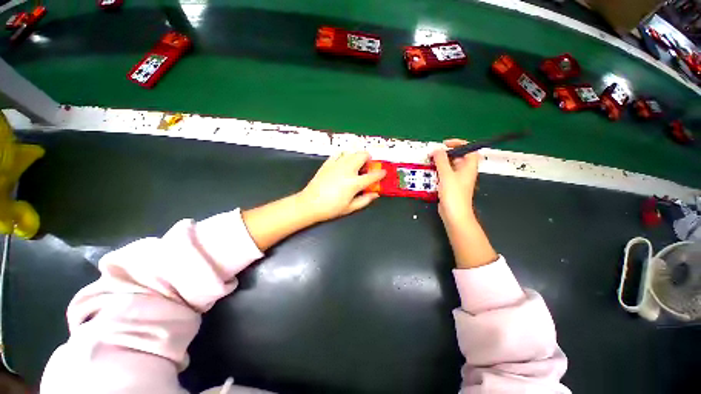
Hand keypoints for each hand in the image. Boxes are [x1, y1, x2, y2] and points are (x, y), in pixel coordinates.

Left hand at [300, 152, 386, 222]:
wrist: (310, 204)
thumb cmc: (331, 208)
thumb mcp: (351, 207)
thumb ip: (365, 200)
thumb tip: (375, 194)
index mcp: (354, 183)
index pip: (372, 175)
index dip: (381, 173)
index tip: (383, 172)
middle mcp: (347, 170)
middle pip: (362, 155)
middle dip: (368, 158)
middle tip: (367, 166)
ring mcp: (337, 165)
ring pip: (351, 152)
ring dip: (357, 156)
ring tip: (356, 165)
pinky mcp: (327, 163)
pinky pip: (338, 154)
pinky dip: (344, 156)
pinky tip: (343, 163)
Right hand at [432, 139, 479, 226]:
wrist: (454, 214)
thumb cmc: (453, 194)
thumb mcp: (446, 175)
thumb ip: (441, 160)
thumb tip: (437, 149)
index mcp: (469, 167)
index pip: (469, 150)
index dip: (459, 143)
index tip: (446, 144)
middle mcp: (465, 172)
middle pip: (458, 157)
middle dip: (446, 154)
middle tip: (434, 154)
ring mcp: (458, 180)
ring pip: (450, 166)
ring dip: (440, 163)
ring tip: (430, 163)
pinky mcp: (451, 186)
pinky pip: (445, 175)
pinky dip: (438, 172)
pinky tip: (431, 173)